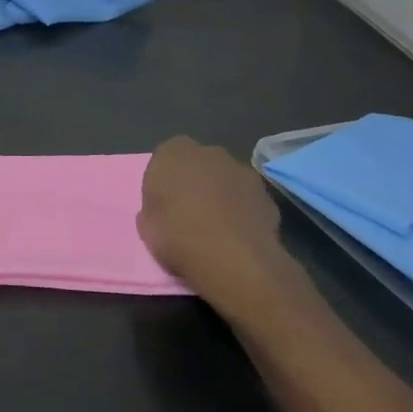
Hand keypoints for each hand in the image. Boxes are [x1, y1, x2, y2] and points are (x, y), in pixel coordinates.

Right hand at [137, 137, 293, 297]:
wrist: (232, 259)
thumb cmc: (177, 236)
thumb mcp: (146, 224)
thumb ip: (154, 207)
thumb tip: (164, 210)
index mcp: (172, 153)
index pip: (165, 158)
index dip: (164, 181)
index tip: (164, 205)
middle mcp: (209, 152)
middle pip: (199, 164)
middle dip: (196, 182)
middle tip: (190, 213)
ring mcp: (242, 171)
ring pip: (226, 180)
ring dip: (222, 195)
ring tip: (217, 228)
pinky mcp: (267, 194)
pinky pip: (247, 199)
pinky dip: (243, 211)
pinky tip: (238, 236)